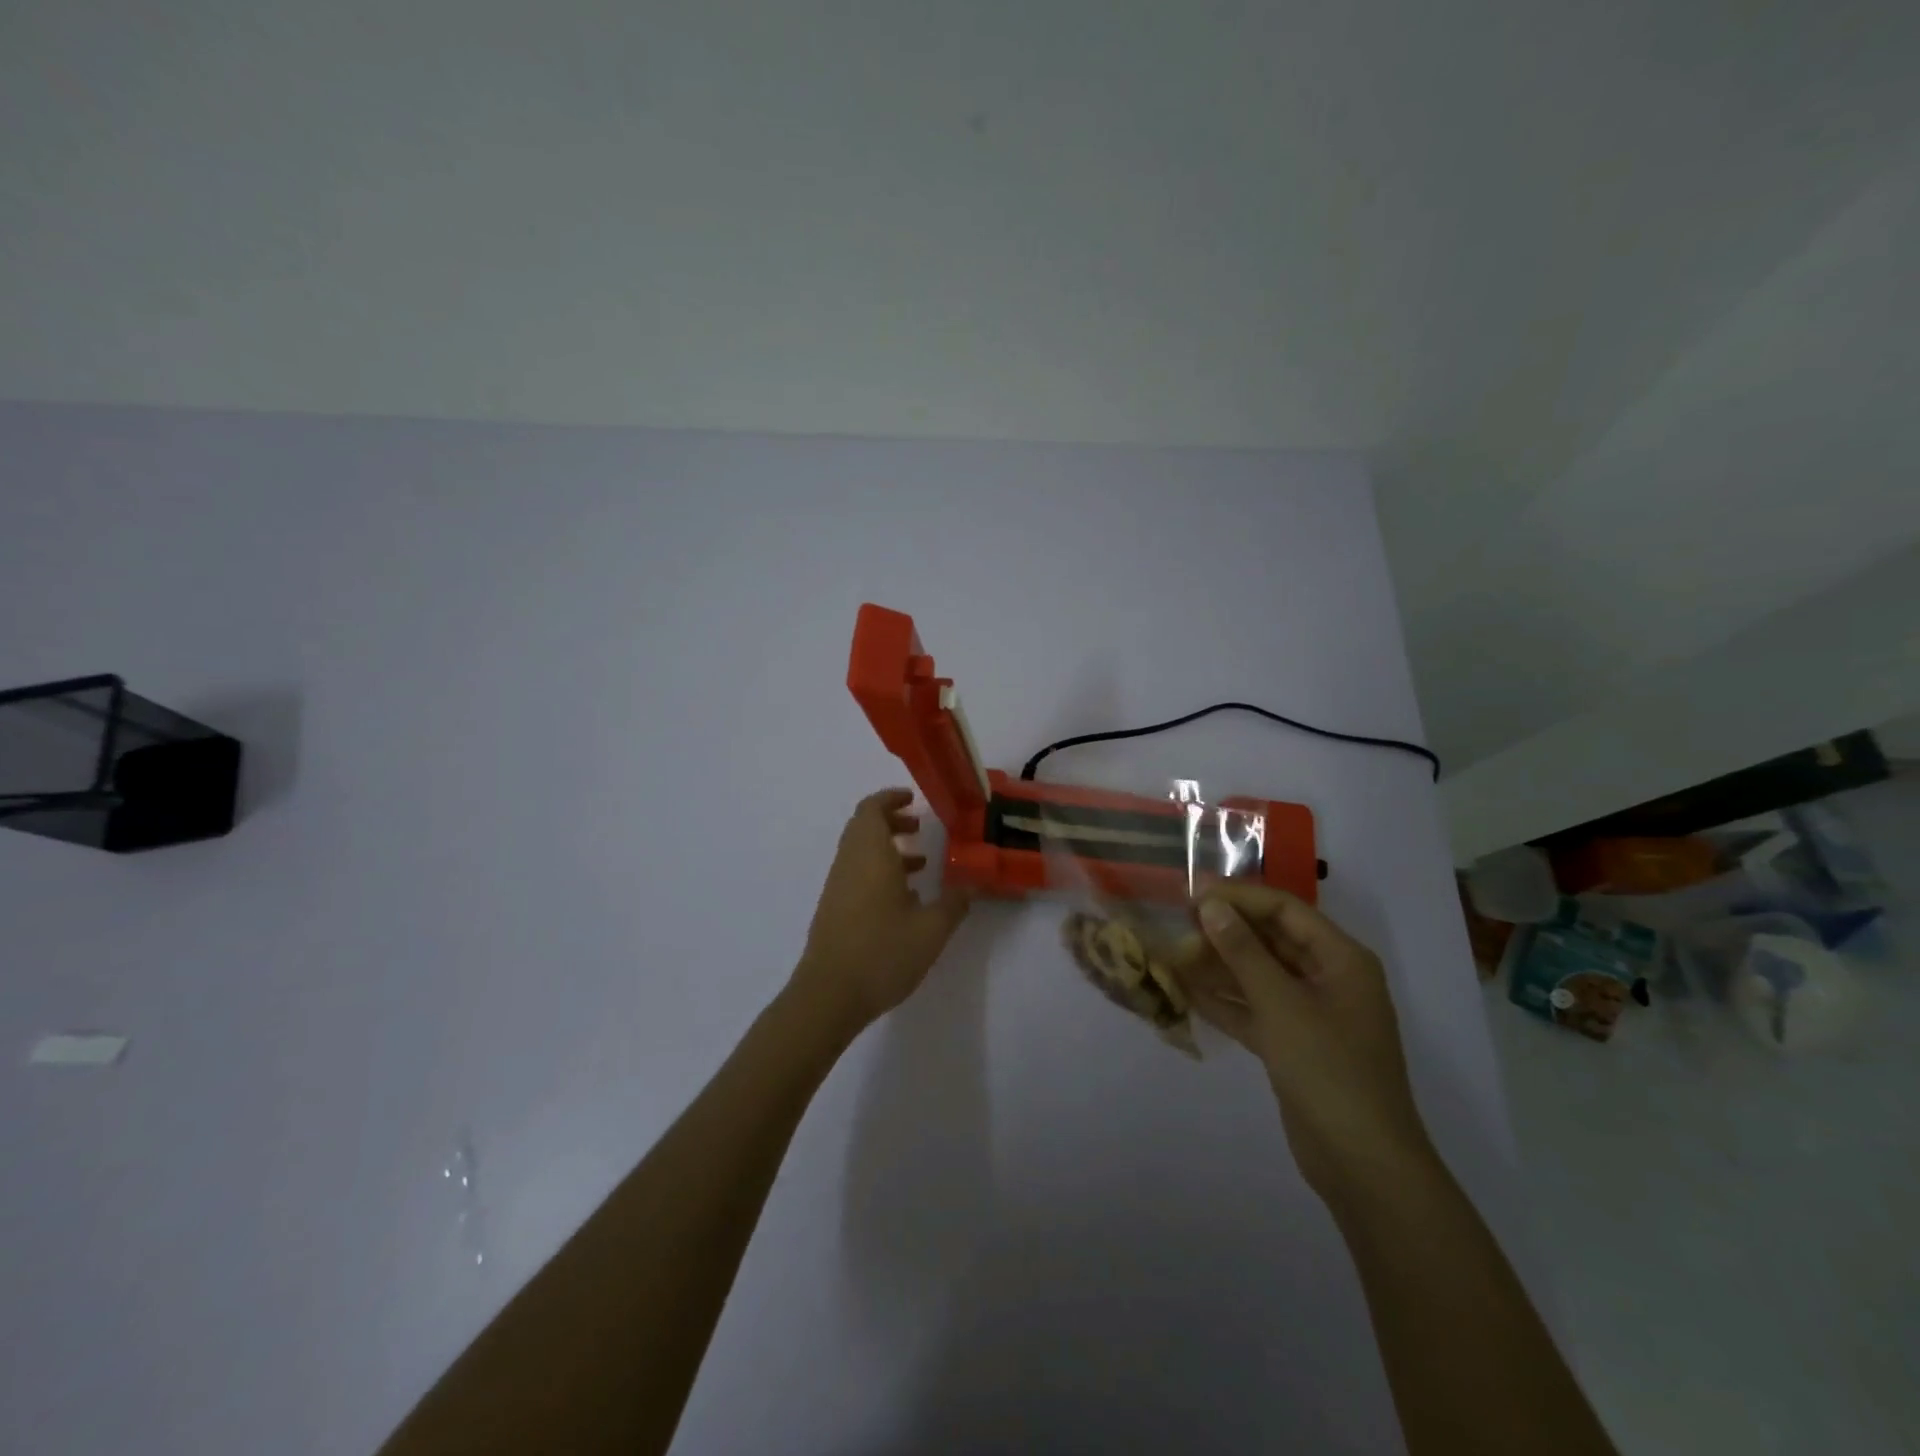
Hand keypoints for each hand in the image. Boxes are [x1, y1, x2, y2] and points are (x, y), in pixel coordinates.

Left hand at [789, 789, 972, 1037]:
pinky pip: (856, 875)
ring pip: (860, 852)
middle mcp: (849, 863)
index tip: (913, 799)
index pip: (871, 809)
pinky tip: (904, 900)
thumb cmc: (882, 952)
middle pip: (864, 827)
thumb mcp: (931, 929)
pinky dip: (878, 872)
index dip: (891, 798)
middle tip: (920, 828)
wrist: (829, 995)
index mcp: (870, 855)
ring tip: (921, 865)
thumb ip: (955, 903)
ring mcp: (837, 887)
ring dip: (887, 849)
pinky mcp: (833, 909)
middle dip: (892, 822)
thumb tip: (972, 885)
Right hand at [1173, 883, 1433, 1201]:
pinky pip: (1254, 1009)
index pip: (1284, 910)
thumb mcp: (1281, 1004)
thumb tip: (1211, 906)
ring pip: (1259, 975)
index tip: (1191, 893)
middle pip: (1271, 940)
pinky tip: (1186, 992)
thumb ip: (1243, 952)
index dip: (1238, 897)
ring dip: (1218, 966)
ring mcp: (1311, 1014)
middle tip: (1177, 924)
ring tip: (1172, 954)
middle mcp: (1328, 978)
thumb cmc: (1329, 1070)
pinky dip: (1224, 1001)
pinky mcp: (1294, 1045)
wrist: (1363, 1165)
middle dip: (1225, 932)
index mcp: (1341, 959)